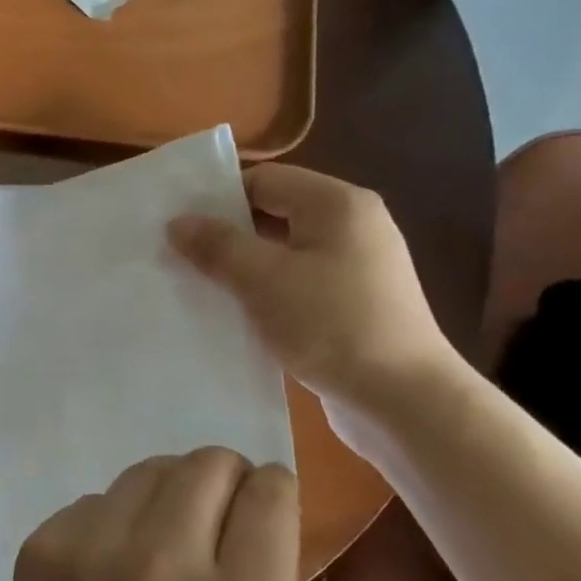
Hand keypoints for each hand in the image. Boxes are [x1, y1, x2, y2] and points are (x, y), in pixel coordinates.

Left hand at [0, 449, 299, 580]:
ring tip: (155, 543)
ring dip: (165, 495)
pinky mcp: (42, 544)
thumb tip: (252, 498)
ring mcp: (92, 548)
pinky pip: (96, 501)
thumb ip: (261, 573)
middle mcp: (163, 562)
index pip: (268, 491)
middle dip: (222, 482)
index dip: (269, 494)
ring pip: (149, 469)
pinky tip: (103, 570)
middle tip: (210, 520)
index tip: (258, 509)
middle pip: (207, 463)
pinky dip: (111, 523)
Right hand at [167, 162, 457, 421]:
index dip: (217, 199)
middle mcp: (351, 226)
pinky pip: (295, 283)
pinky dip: (264, 292)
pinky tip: (235, 314)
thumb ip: (217, 246)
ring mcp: (355, 267)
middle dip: (226, 235)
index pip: (263, 180)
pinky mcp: (351, 303)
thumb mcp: (264, 280)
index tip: (177, 227)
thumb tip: (177, 222)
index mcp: (337, 205)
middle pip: (273, 213)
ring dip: (242, 267)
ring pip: (282, 252)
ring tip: (197, 287)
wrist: (403, 400)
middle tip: (178, 257)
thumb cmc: (332, 325)